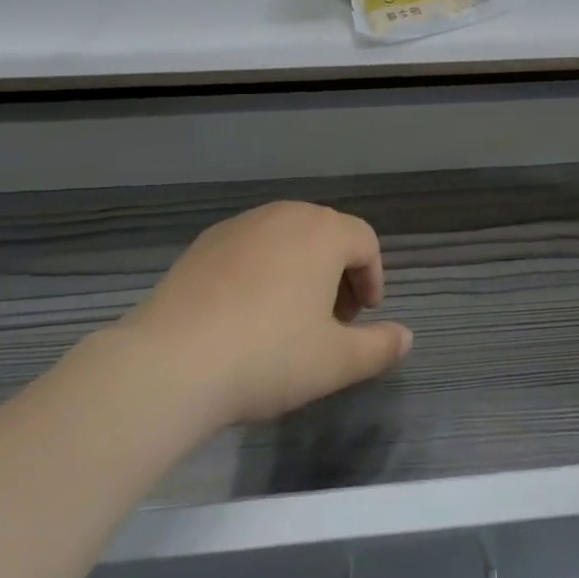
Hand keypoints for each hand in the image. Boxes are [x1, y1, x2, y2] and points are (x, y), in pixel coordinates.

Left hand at [126, 201, 413, 428]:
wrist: (172, 362)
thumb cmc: (269, 356)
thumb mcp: (335, 362)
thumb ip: (379, 347)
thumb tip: (406, 337)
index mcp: (323, 232)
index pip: (365, 241)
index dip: (372, 278)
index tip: (363, 316)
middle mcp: (284, 215)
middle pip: (326, 234)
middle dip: (337, 274)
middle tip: (332, 320)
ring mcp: (240, 225)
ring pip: (285, 239)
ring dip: (300, 270)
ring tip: (289, 318)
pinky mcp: (204, 243)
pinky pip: (249, 248)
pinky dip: (261, 271)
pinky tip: (245, 315)